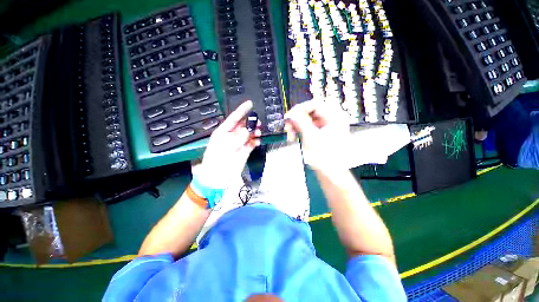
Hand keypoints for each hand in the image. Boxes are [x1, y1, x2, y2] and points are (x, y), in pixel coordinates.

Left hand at [195, 100, 261, 188]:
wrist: (217, 178)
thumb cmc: (217, 160)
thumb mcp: (226, 146)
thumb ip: (239, 136)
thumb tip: (249, 129)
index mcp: (224, 132)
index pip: (234, 118)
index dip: (242, 110)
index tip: (250, 103)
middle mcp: (232, 136)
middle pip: (243, 126)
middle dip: (251, 122)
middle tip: (258, 122)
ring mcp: (239, 144)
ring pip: (249, 134)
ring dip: (255, 132)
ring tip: (259, 132)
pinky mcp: (244, 151)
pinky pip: (252, 144)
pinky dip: (255, 142)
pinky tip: (258, 142)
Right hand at [284, 100, 350, 171]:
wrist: (330, 173)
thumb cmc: (324, 156)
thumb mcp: (310, 137)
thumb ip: (300, 122)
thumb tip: (291, 112)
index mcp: (335, 117)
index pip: (315, 104)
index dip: (300, 109)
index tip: (289, 116)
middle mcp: (333, 119)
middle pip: (311, 111)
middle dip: (298, 118)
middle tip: (288, 125)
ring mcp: (328, 126)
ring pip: (309, 119)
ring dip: (298, 124)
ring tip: (290, 133)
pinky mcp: (323, 132)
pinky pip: (310, 126)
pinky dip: (301, 129)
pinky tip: (295, 135)